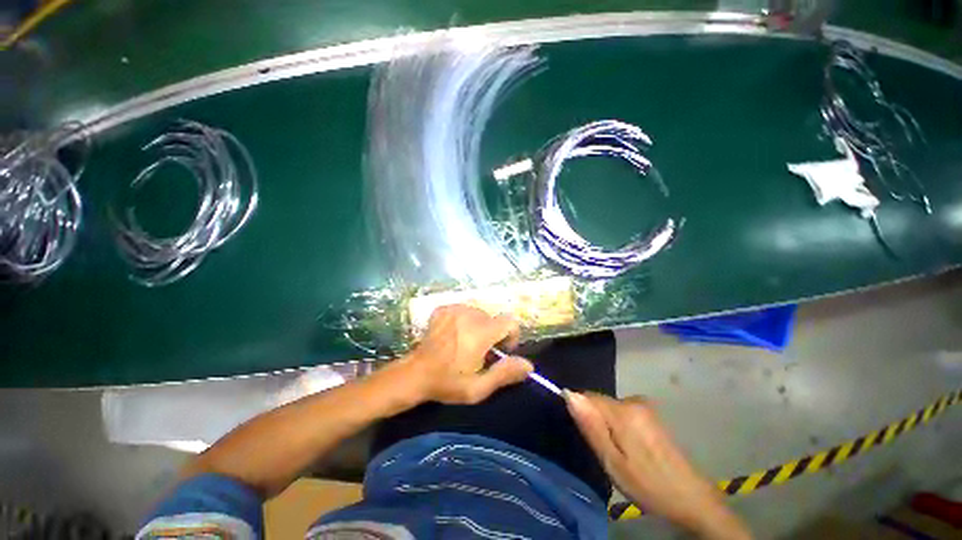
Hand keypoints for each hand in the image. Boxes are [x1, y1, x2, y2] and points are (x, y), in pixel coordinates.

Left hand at [402, 305, 533, 404]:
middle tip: (479, 353)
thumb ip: (505, 374)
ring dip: (478, 327)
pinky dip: (464, 321)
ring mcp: (454, 309)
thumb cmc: (448, 383)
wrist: (415, 374)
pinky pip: (464, 311)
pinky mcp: (443, 309)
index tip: (501, 351)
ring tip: (465, 345)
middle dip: (492, 334)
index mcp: (481, 332)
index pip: (510, 321)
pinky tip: (453, 335)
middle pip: (493, 319)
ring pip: (479, 314)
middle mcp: (470, 315)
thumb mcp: (478, 387)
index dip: (511, 336)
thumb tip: (528, 365)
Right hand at [566, 392, 750, 539]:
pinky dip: (620, 426)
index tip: (589, 438)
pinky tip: (632, 449)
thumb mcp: (613, 462)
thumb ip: (590, 426)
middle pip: (599, 401)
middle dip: (596, 421)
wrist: (692, 498)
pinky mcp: (651, 414)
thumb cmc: (648, 485)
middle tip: (606, 452)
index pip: (587, 396)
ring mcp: (645, 406)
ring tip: (620, 454)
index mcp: (623, 411)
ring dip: (608, 425)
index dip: (582, 414)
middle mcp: (633, 400)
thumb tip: (568, 394)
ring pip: (610, 408)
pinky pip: (623, 412)